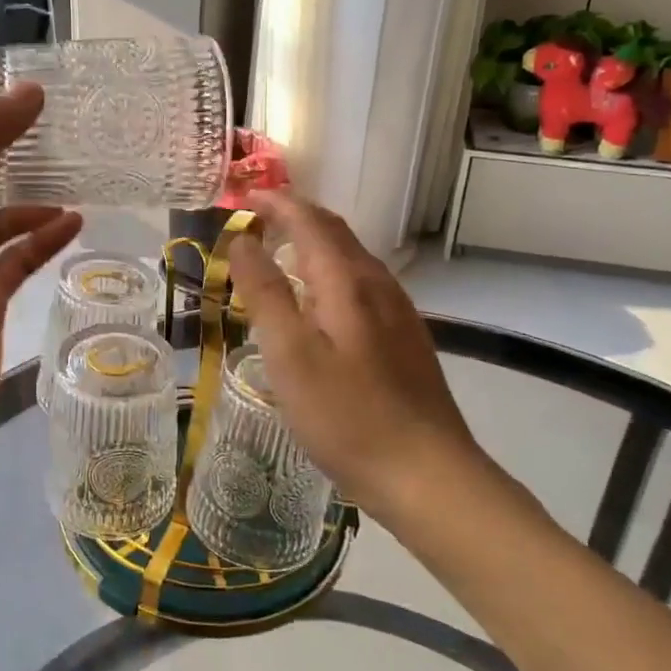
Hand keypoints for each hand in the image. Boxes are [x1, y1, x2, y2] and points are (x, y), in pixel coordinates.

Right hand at [226, 192, 478, 515]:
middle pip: (335, 233)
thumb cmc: (347, 415)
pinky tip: (320, 302)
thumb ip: (264, 293)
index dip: (277, 203)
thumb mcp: (290, 354)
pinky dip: (331, 273)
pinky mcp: (405, 338)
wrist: (427, 474)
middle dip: (296, 216)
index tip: (244, 197)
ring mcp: (398, 312)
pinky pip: (361, 285)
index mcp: (347, 281)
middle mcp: (377, 285)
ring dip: (314, 243)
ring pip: (351, 259)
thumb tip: (242, 241)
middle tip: (259, 217)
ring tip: (282, 251)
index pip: (310, 220)